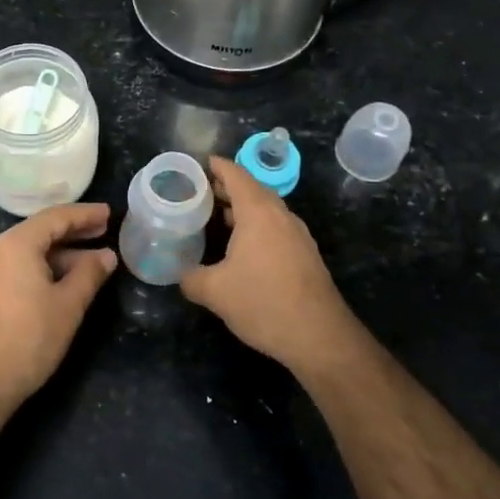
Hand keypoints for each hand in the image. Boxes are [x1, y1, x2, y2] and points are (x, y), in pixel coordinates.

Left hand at [0, 202, 116, 417]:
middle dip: (74, 232)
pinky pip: (19, 266)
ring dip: (62, 253)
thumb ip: (90, 274)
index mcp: (15, 243)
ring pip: (31, 250)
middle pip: (41, 231)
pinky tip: (66, 279)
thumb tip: (107, 255)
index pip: (56, 217)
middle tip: (105, 231)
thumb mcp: (68, 305)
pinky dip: (45, 267)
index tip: (109, 214)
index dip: (85, 215)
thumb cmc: (29, 339)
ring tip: (94, 260)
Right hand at [181, 158, 363, 378]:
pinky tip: (242, 246)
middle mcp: (280, 216)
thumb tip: (181, 275)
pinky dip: (256, 225)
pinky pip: (276, 227)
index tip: (199, 163)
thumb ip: (191, 278)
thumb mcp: (215, 292)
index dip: (217, 166)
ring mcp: (297, 235)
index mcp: (258, 212)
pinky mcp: (305, 254)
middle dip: (227, 187)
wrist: (319, 335)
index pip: (236, 175)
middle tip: (200, 191)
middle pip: (253, 189)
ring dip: (243, 208)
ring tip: (217, 216)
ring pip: (267, 209)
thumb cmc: (263, 302)